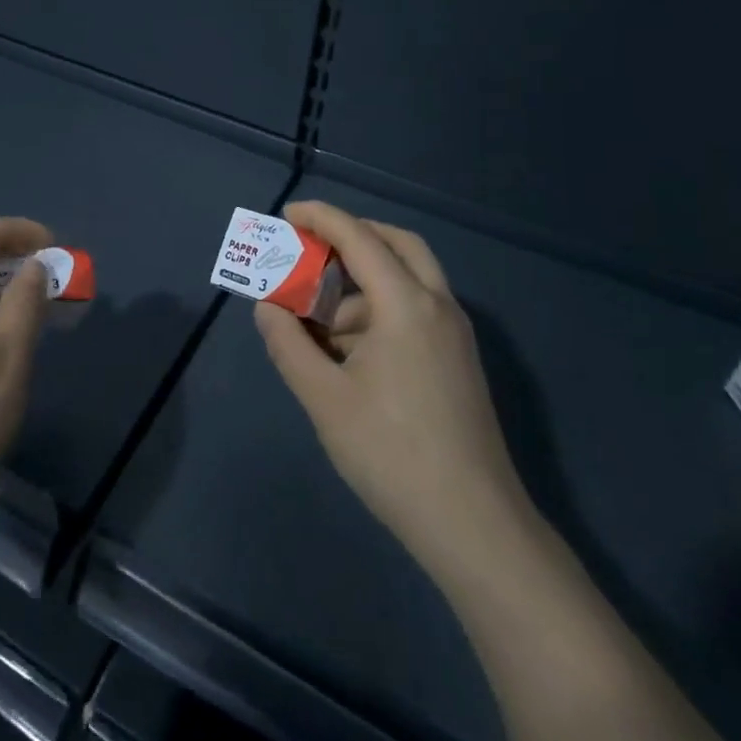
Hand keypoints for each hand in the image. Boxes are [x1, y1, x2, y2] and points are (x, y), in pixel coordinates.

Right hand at [253, 201, 530, 568]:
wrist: (473, 526)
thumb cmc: (391, 453)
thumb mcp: (325, 397)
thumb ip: (289, 344)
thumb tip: (267, 308)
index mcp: (406, 304)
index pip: (359, 238)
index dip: (321, 218)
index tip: (287, 214)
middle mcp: (437, 306)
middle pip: (397, 244)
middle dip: (354, 236)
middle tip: (314, 247)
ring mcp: (454, 335)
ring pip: (407, 281)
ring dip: (362, 285)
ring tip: (317, 324)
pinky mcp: (458, 362)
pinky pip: (415, 312)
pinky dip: (380, 312)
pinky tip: (348, 354)